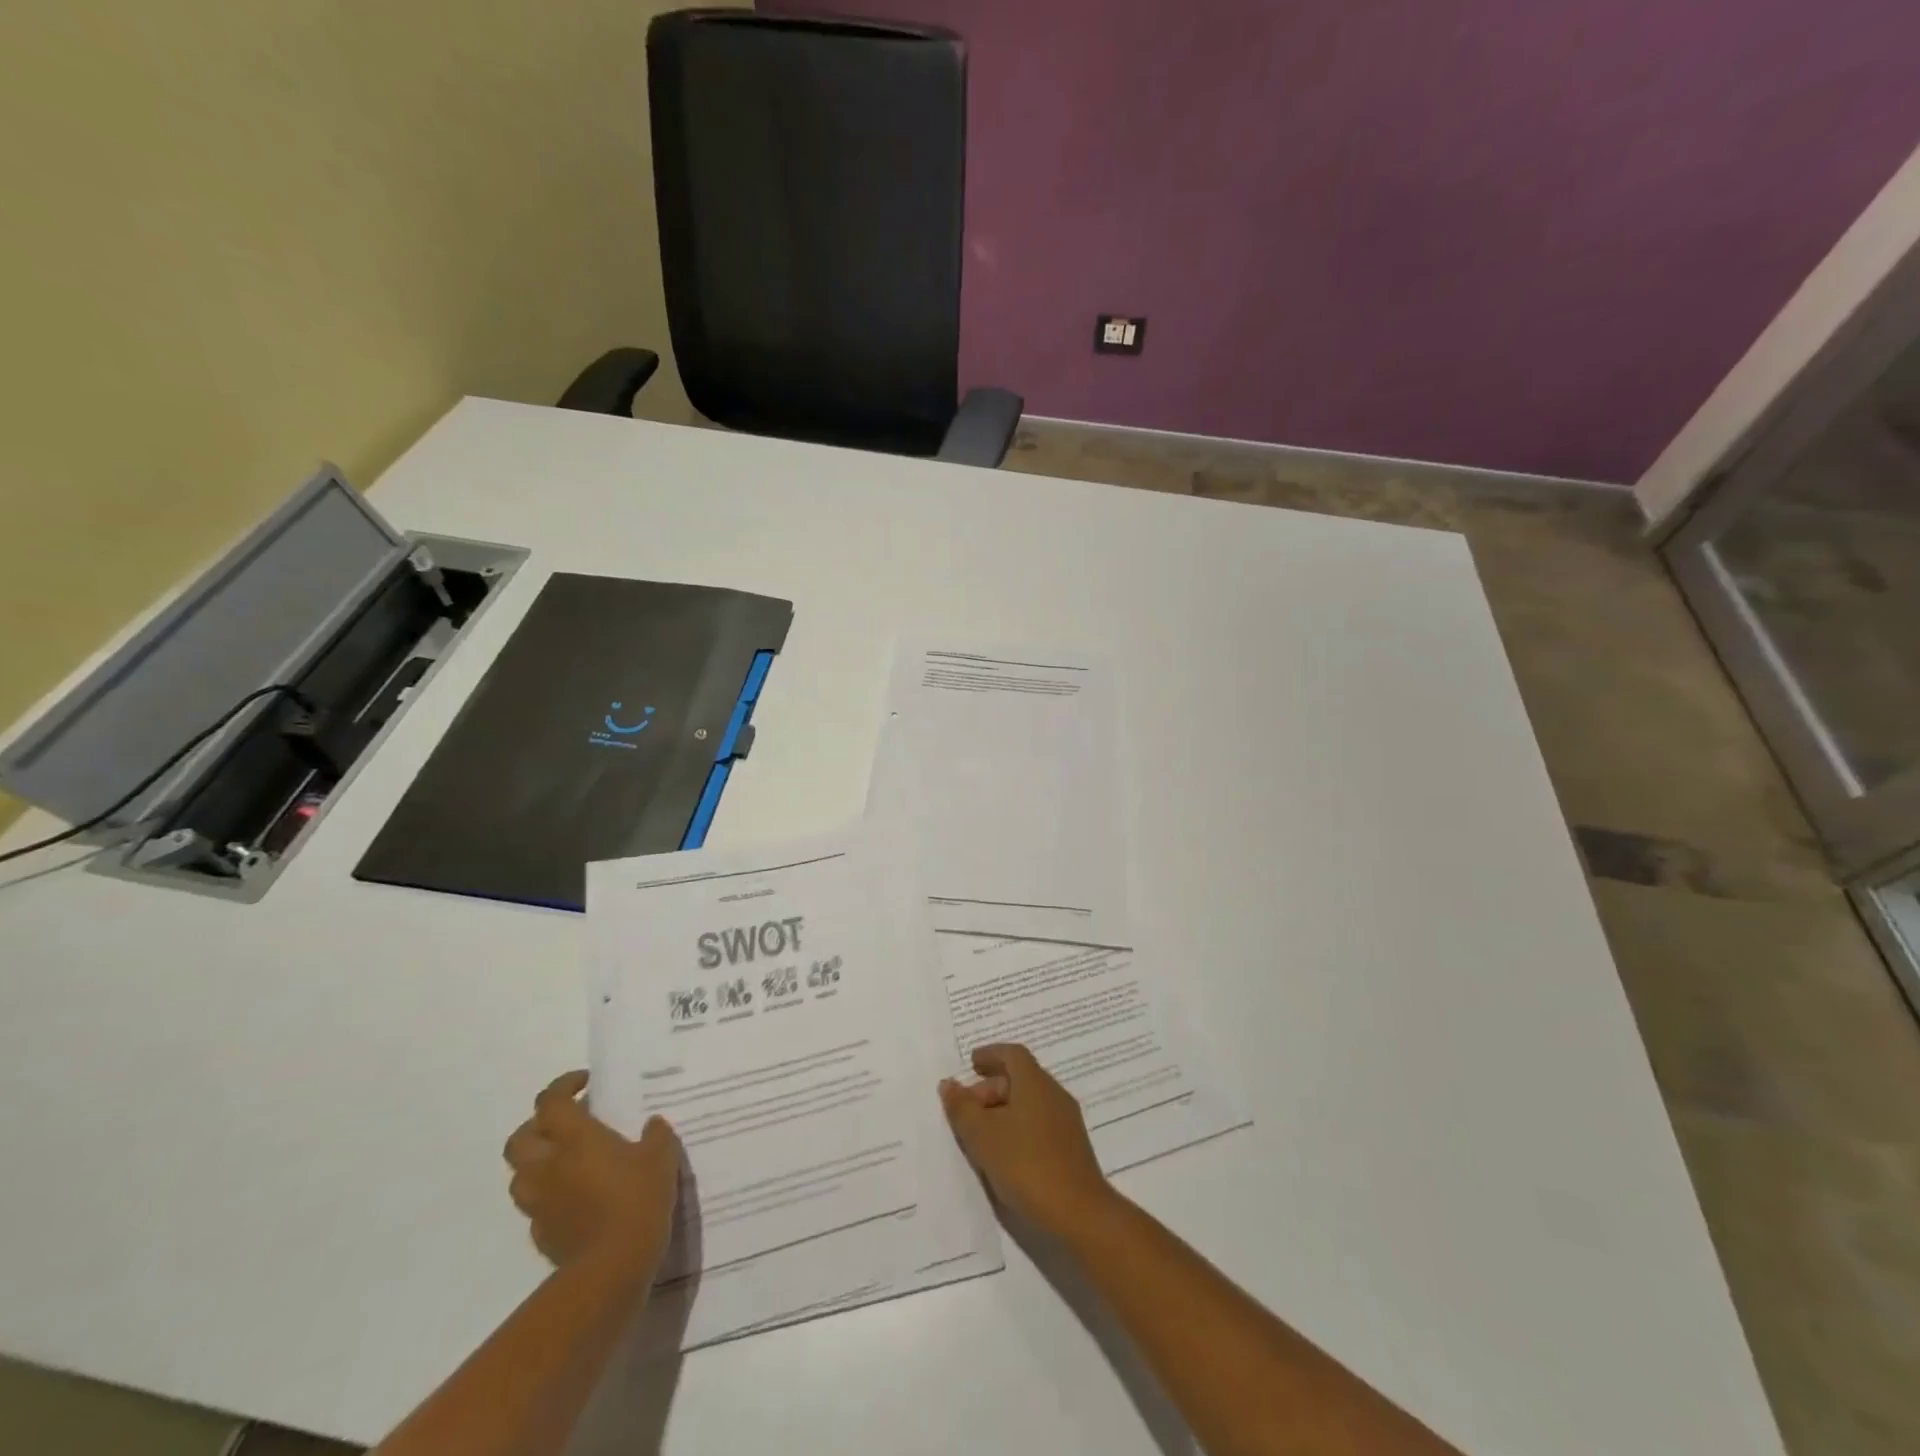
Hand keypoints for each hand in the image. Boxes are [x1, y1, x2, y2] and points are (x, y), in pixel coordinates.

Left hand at [503, 1071, 680, 1282]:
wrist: (612, 1267)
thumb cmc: (637, 1198)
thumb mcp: (661, 1156)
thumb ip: (655, 1135)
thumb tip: (651, 1125)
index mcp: (575, 1138)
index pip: (551, 1102)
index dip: (563, 1086)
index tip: (585, 1083)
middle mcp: (548, 1166)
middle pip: (520, 1138)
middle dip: (539, 1125)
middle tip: (567, 1123)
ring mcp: (540, 1202)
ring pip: (520, 1175)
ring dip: (537, 1162)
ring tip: (566, 1160)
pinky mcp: (542, 1233)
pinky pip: (536, 1206)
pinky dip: (548, 1195)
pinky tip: (575, 1197)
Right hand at [939, 1043, 1113, 1235]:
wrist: (1079, 1213)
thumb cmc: (1026, 1164)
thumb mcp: (982, 1136)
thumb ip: (962, 1108)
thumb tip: (949, 1084)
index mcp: (1034, 1083)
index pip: (1013, 1054)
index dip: (991, 1054)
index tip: (972, 1064)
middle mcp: (1054, 1094)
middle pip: (1021, 1077)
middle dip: (991, 1087)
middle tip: (968, 1108)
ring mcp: (1066, 1121)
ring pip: (1030, 1102)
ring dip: (1004, 1109)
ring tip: (981, 1133)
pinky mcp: (1071, 1147)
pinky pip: (1040, 1122)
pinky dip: (1019, 1126)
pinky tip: (1005, 1153)